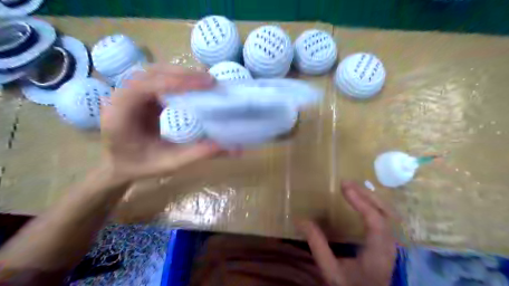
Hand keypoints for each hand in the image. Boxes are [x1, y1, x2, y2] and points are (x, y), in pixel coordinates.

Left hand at [101, 64, 222, 181]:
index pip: (146, 86)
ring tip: (205, 81)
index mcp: (120, 114)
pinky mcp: (142, 94)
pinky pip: (160, 79)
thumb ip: (196, 154)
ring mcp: (131, 92)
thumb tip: (230, 147)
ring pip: (156, 72)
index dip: (176, 82)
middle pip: (152, 73)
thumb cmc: (139, 165)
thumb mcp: (168, 163)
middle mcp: (121, 97)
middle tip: (210, 81)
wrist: (121, 164)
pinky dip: (178, 79)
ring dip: (181, 74)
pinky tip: (194, 85)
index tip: (205, 84)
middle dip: (183, 74)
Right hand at [299, 181, 396, 285]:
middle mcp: (389, 246)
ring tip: (353, 188)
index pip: (376, 222)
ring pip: (389, 213)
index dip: (361, 201)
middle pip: (386, 213)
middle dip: (366, 194)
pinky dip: (374, 203)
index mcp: (377, 254)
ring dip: (371, 197)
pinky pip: (386, 216)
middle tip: (346, 183)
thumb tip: (300, 220)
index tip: (344, 186)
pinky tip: (364, 200)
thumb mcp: (330, 270)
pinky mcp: (388, 242)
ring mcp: (391, 243)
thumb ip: (317, 245)